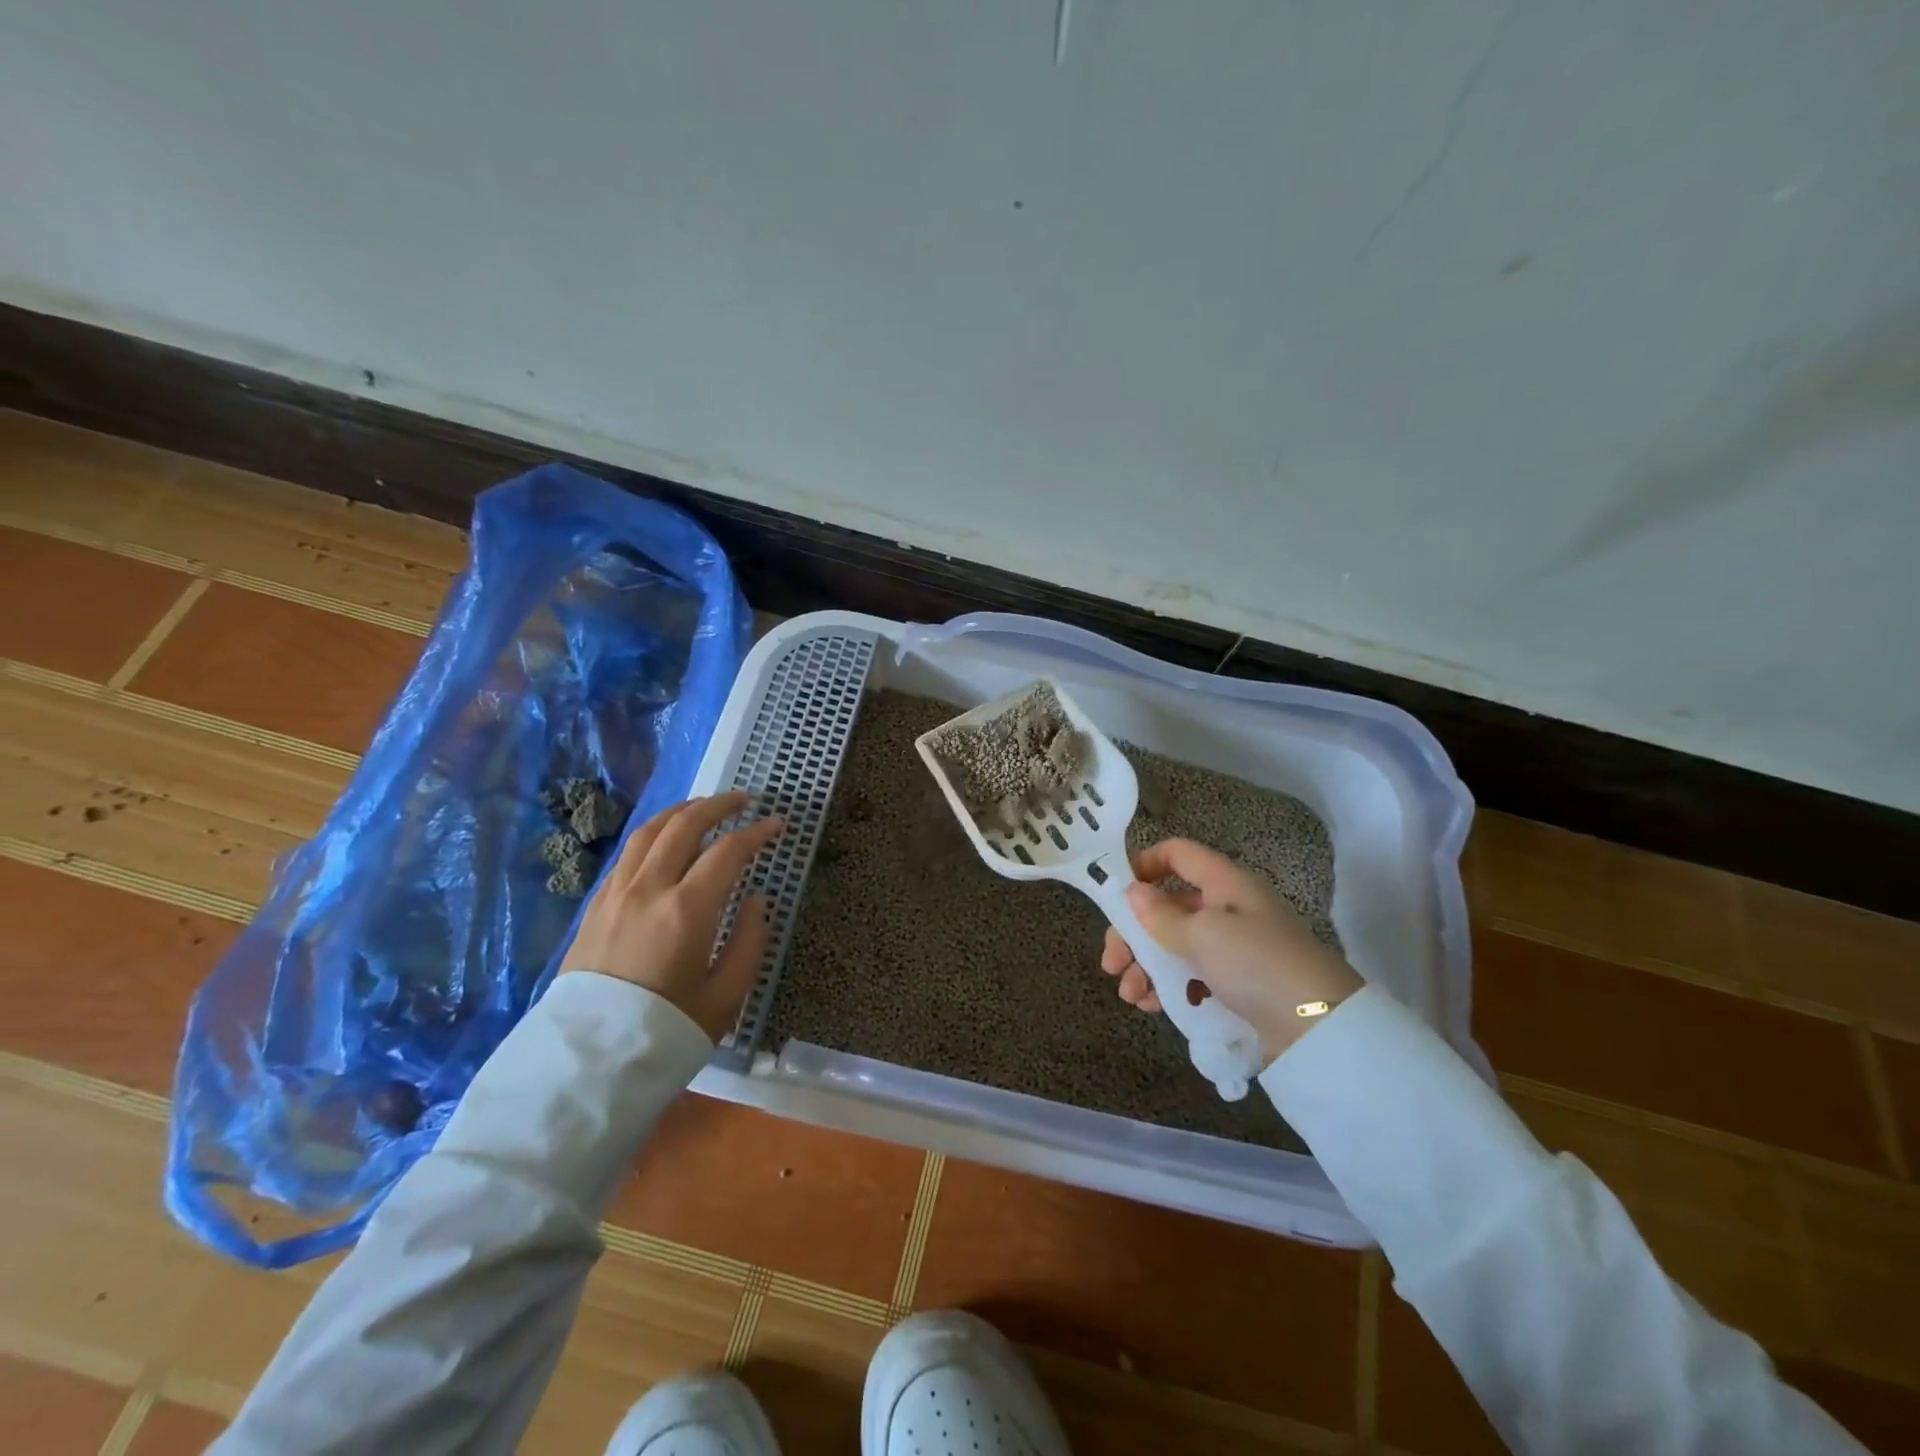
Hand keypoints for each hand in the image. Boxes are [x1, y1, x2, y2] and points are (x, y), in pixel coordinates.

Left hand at [558, 792, 784, 1040]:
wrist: (587, 1064)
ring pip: (649, 832)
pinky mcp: (595, 906)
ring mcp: (616, 894)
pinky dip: (653, 835)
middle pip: (685, 825)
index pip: (728, 852)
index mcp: (687, 910)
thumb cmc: (666, 1032)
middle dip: (718, 805)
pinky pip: (628, 854)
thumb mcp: (725, 998)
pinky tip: (665, 841)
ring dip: (681, 811)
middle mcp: (648, 889)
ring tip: (703, 807)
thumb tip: (755, 901)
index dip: (757, 833)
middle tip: (743, 800)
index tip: (777, 824)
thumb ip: (748, 942)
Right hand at [1100, 838, 1363, 1058]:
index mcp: (1223, 883)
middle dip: (1134, 933)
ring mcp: (1233, 948)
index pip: (1177, 854)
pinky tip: (1150, 1006)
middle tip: (1112, 963)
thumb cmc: (1256, 963)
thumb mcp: (1203, 935)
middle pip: (1168, 907)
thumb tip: (1133, 892)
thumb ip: (1161, 915)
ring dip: (1145, 966)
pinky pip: (1191, 975)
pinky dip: (1167, 987)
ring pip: (1175, 945)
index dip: (1144, 864)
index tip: (1116, 894)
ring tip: (1131, 995)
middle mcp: (1227, 909)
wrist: (1320, 1026)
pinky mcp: (1237, 983)